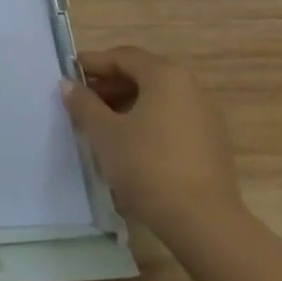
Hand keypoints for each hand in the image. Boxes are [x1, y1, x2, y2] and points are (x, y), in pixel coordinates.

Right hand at [61, 46, 242, 244]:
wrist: (204, 223)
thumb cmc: (147, 166)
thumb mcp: (104, 133)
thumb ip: (83, 104)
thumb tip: (69, 85)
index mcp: (166, 76)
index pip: (123, 57)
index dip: (94, 63)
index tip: (69, 73)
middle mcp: (191, 88)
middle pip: (143, 75)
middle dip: (110, 85)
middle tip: (83, 100)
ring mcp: (206, 117)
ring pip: (158, 99)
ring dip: (127, 105)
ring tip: (102, 125)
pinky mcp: (212, 145)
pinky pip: (172, 120)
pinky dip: (148, 122)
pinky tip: (129, 145)